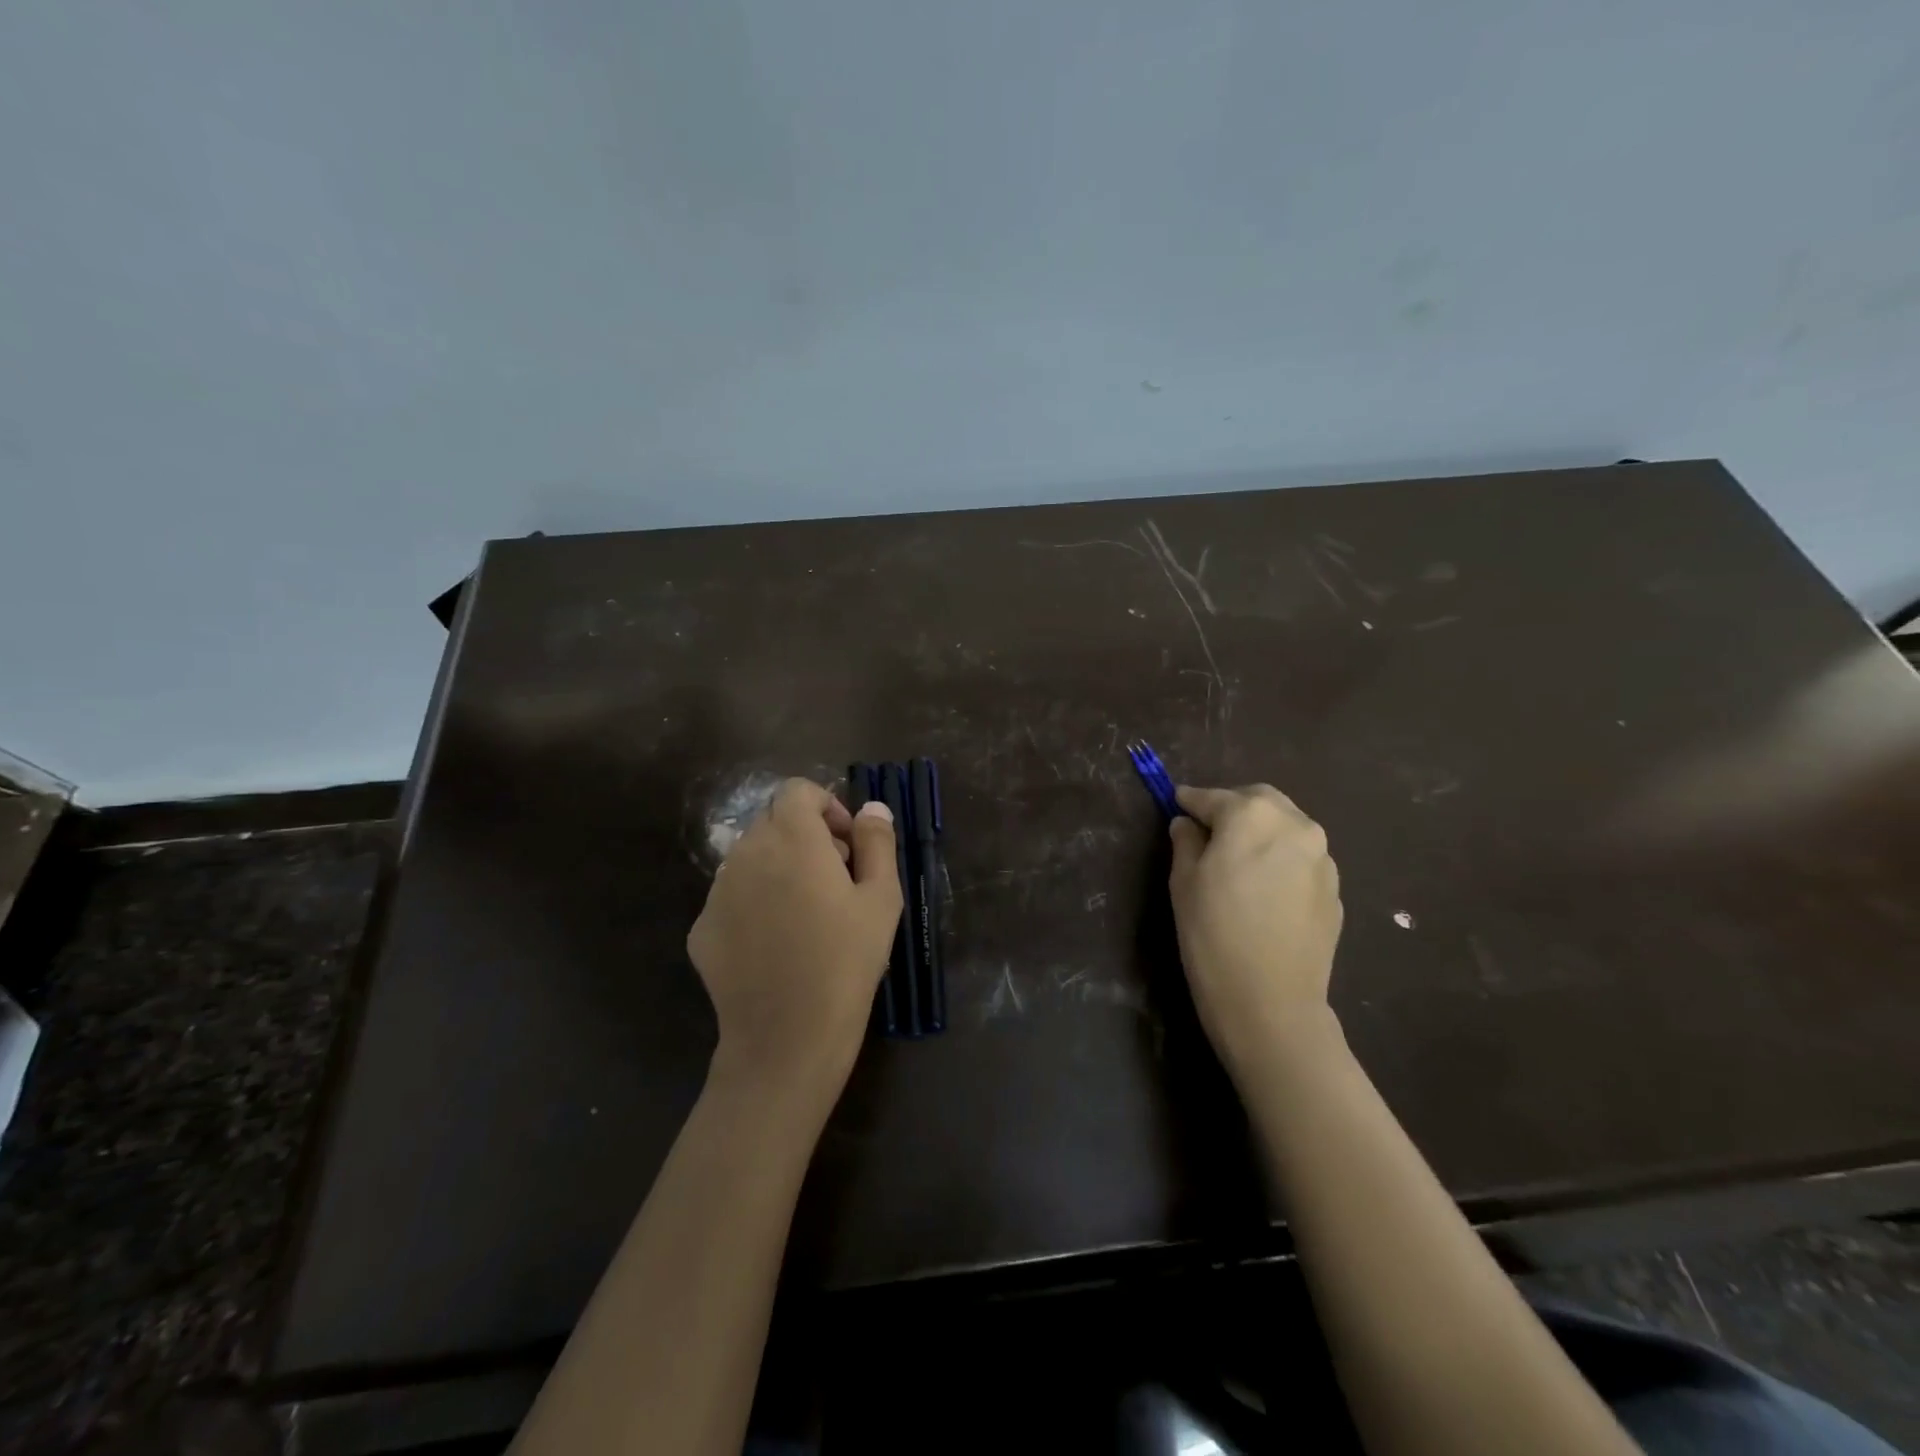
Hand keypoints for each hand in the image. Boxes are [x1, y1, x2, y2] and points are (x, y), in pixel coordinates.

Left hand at [688, 779, 901, 1098]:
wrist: (786, 1037)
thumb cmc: (846, 961)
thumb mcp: (881, 899)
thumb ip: (877, 842)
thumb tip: (872, 807)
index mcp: (791, 838)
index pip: (797, 791)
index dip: (827, 807)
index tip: (848, 844)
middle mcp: (746, 853)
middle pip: (773, 822)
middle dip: (806, 836)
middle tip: (836, 879)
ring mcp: (717, 892)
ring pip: (750, 858)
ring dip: (779, 866)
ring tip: (807, 913)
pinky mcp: (702, 928)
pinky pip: (732, 896)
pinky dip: (755, 902)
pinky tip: (776, 944)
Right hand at [1168, 784, 1344, 1085]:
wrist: (1270, 1002)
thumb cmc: (1213, 934)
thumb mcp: (1183, 882)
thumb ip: (1186, 842)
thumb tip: (1188, 824)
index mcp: (1252, 816)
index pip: (1213, 797)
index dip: (1191, 801)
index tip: (1176, 803)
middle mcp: (1295, 825)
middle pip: (1259, 801)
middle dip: (1233, 807)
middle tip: (1209, 829)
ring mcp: (1322, 858)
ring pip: (1286, 827)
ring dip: (1261, 831)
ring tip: (1238, 857)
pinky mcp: (1335, 889)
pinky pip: (1301, 858)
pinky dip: (1280, 858)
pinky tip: (1263, 887)